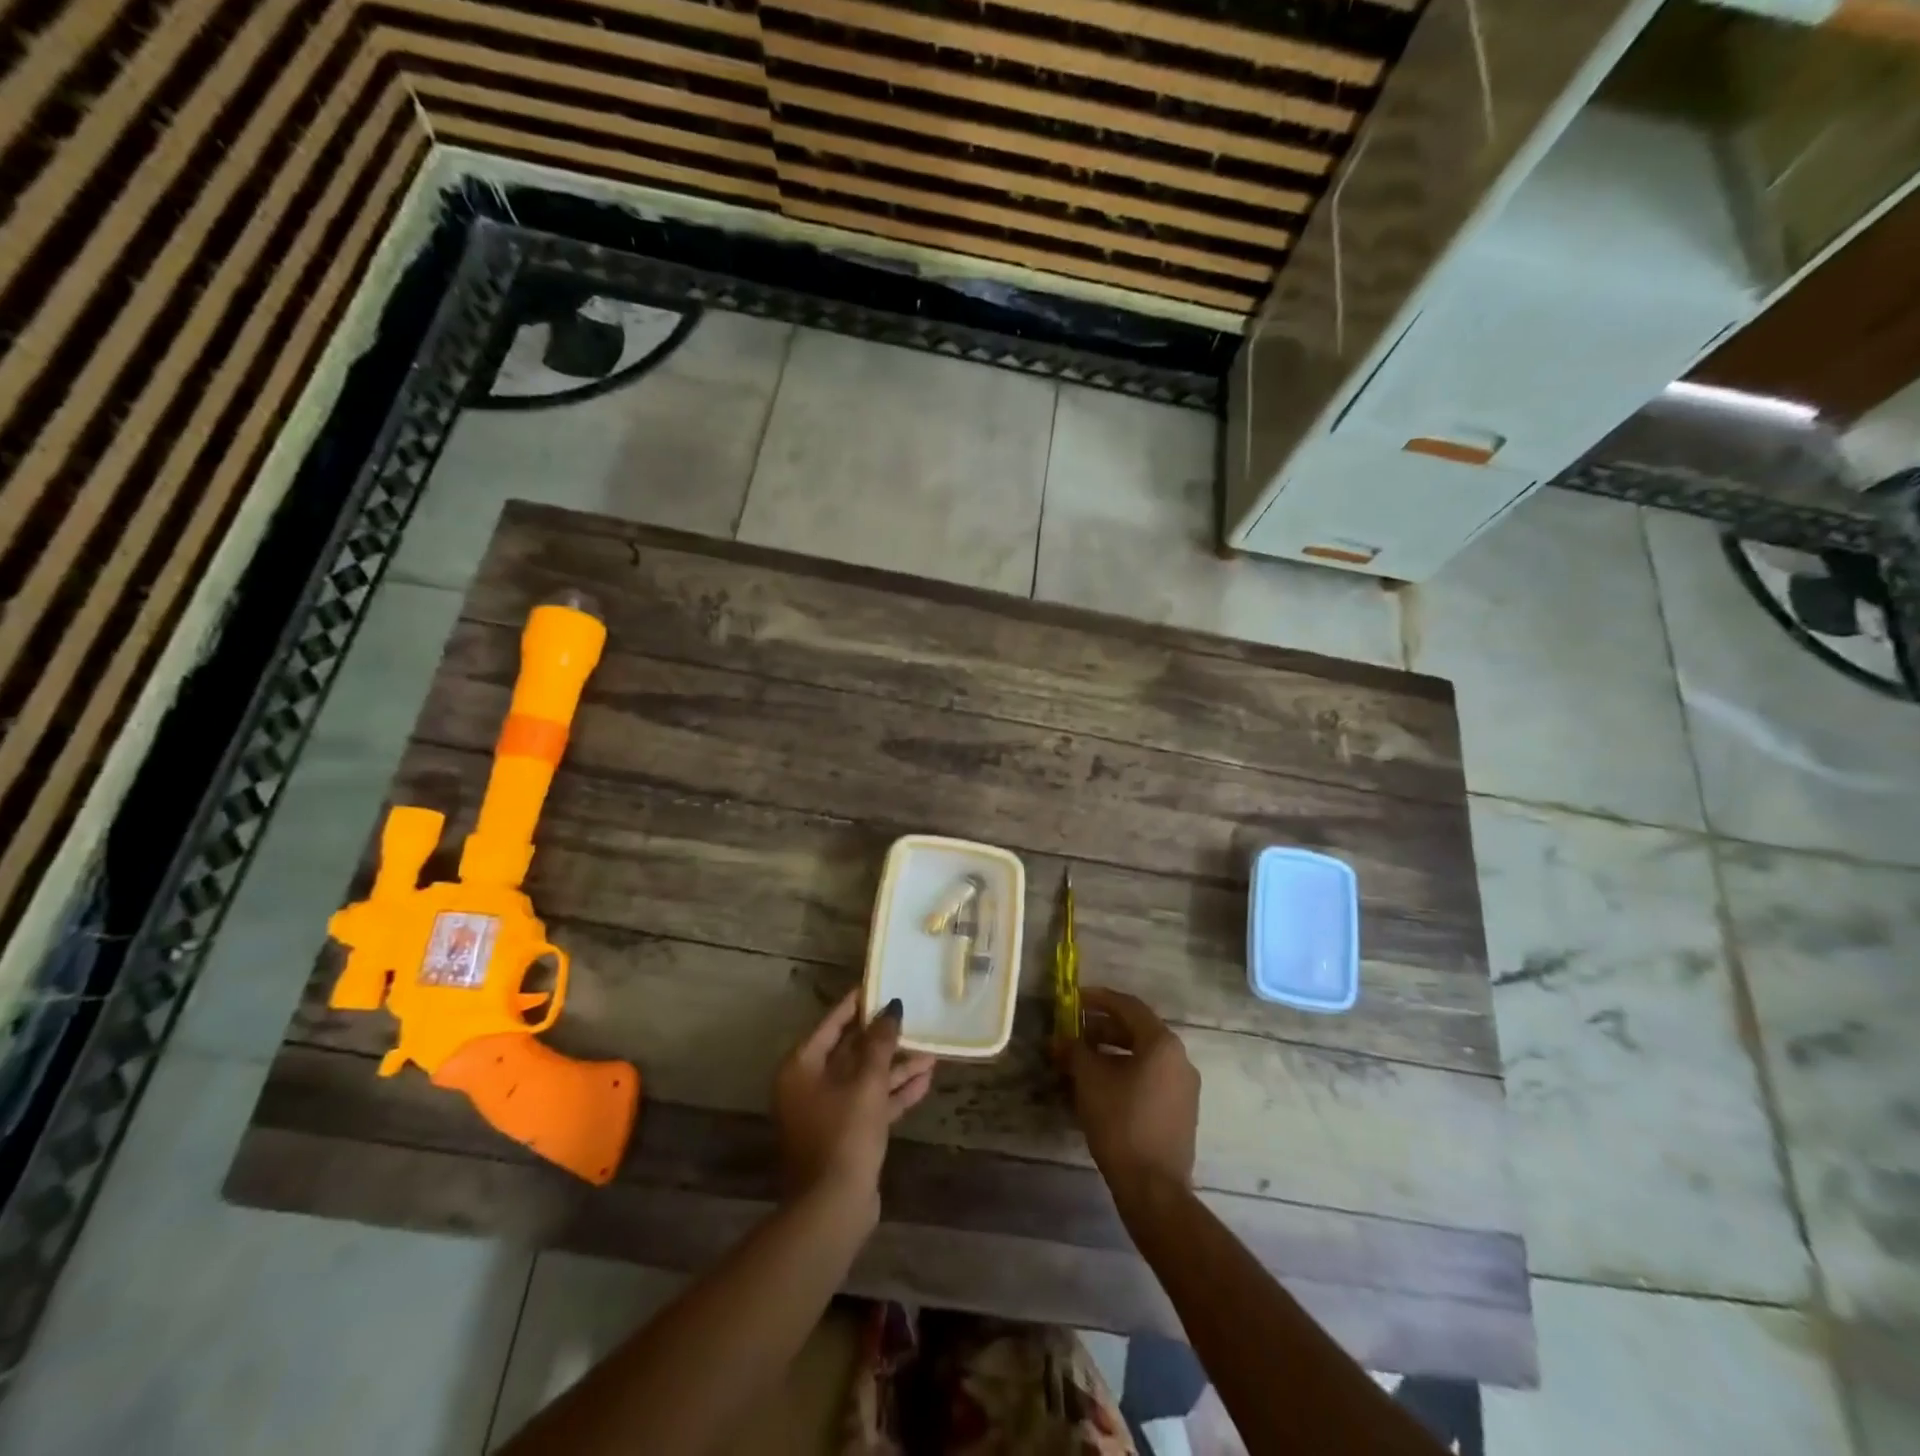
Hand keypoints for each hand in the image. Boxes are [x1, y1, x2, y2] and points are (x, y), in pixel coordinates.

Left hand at [773, 992, 935, 1222]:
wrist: (833, 1207)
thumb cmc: (844, 1134)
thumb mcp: (866, 1082)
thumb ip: (880, 1043)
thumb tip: (892, 1007)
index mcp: (802, 1066)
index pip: (832, 1024)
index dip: (857, 1004)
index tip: (880, 985)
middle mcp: (810, 1085)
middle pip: (851, 1051)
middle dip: (885, 1039)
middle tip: (912, 1017)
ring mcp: (828, 1111)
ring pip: (865, 1078)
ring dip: (896, 1067)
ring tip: (931, 1051)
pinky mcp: (846, 1134)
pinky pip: (872, 1102)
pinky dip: (895, 1092)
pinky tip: (925, 1080)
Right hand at [1063, 987, 1199, 1206]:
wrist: (1153, 1187)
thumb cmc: (1120, 1121)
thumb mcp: (1089, 1079)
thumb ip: (1075, 1050)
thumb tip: (1061, 1039)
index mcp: (1162, 1043)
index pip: (1128, 1006)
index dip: (1098, 998)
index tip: (1074, 998)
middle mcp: (1179, 1058)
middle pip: (1137, 1030)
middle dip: (1102, 1027)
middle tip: (1074, 1030)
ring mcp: (1184, 1086)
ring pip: (1143, 1056)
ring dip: (1112, 1051)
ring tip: (1082, 1059)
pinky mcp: (1181, 1111)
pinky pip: (1150, 1077)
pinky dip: (1125, 1071)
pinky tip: (1101, 1085)